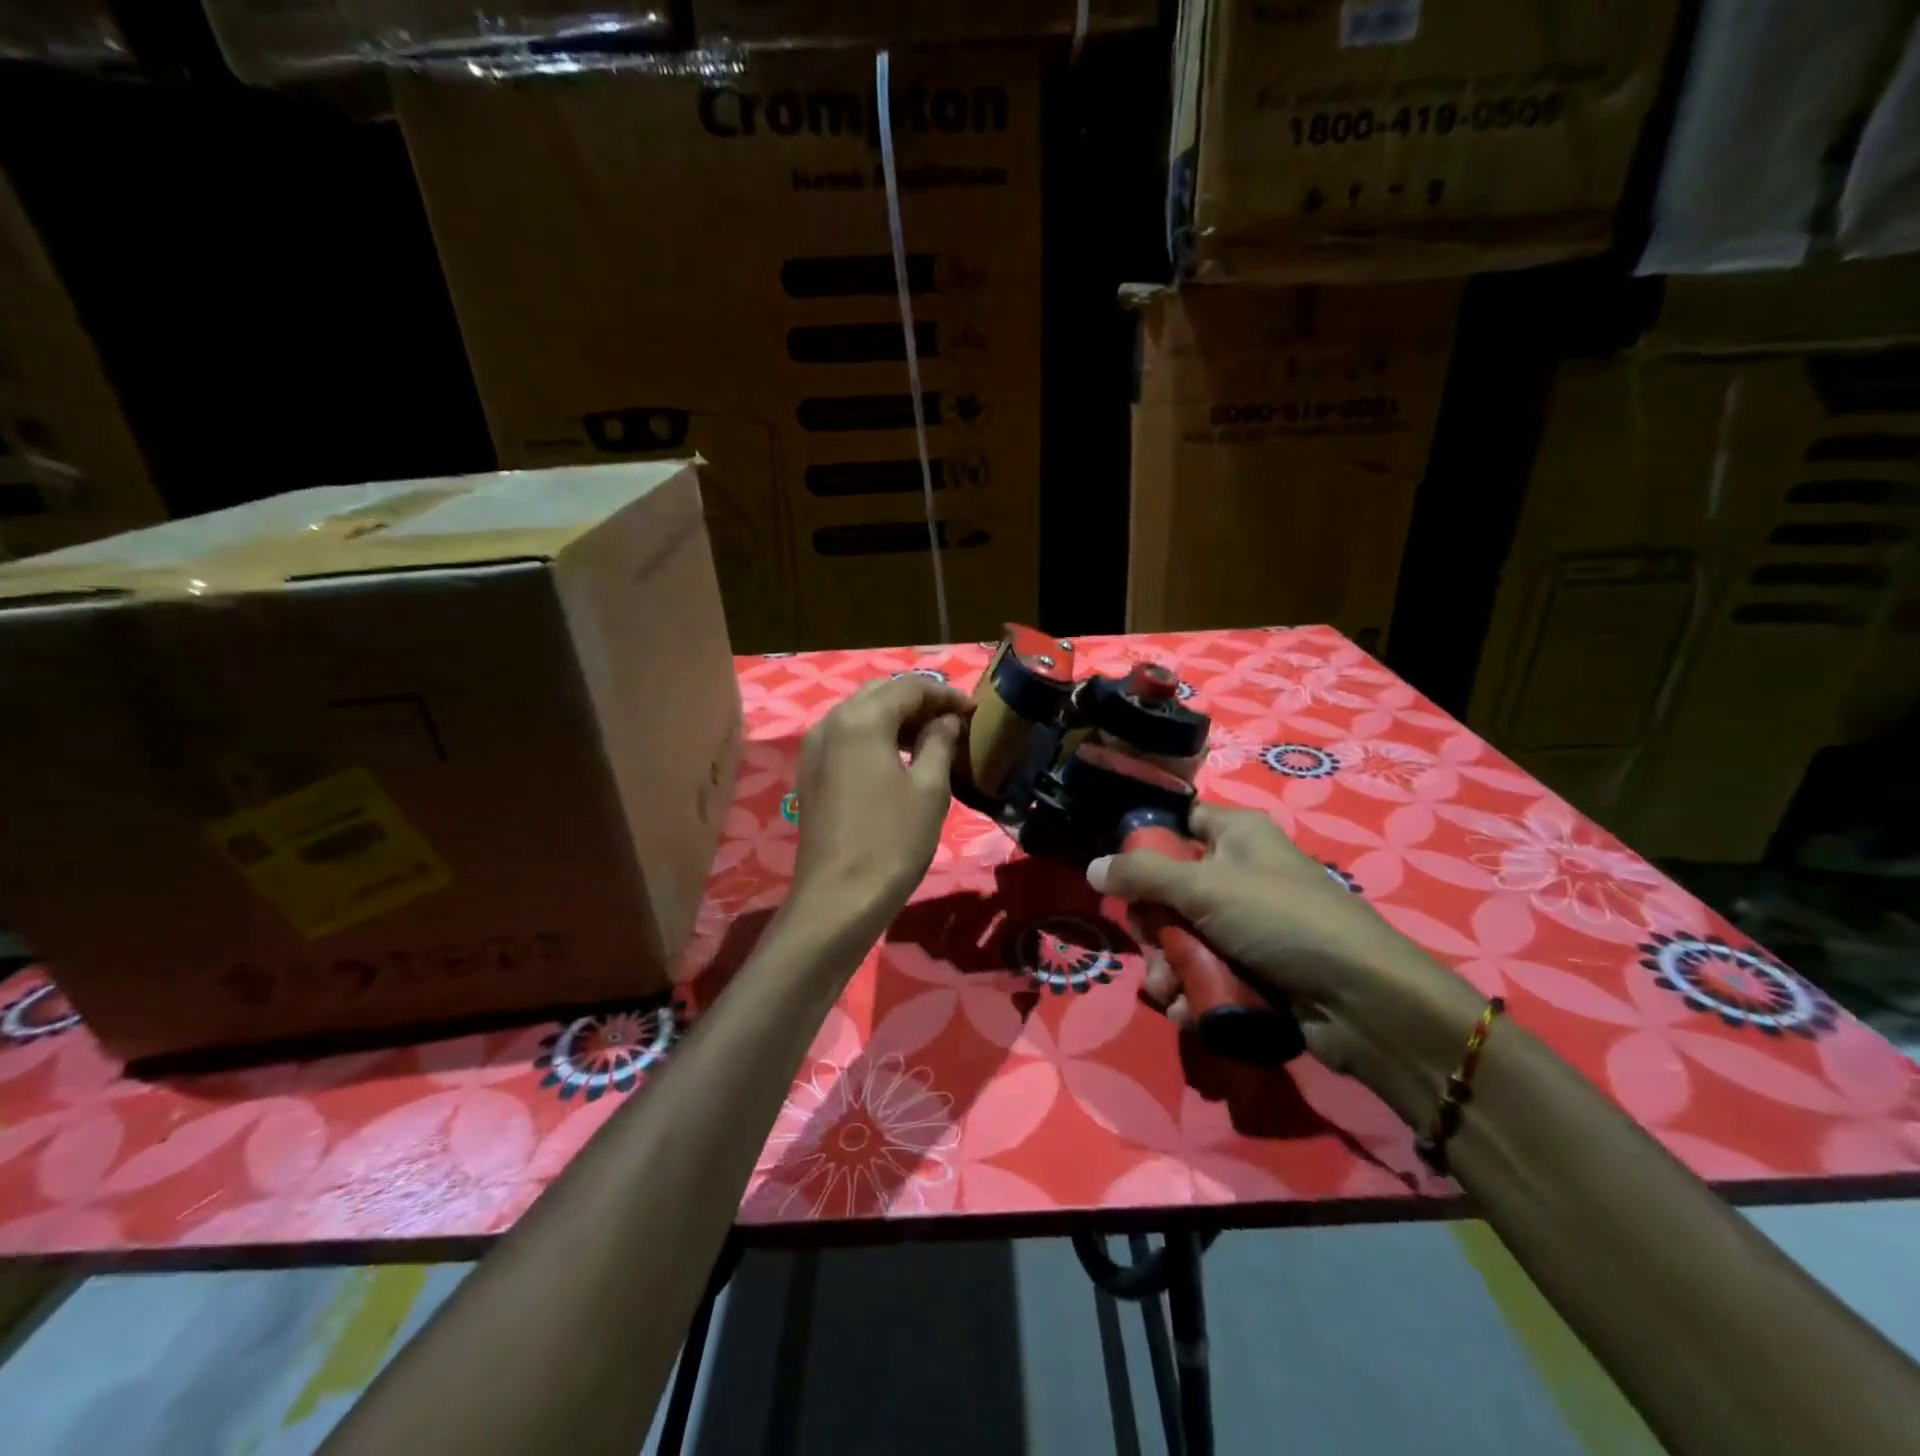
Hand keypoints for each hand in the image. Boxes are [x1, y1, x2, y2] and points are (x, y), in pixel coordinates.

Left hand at [789, 675, 971, 935]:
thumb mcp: (929, 789)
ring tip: (931, 737)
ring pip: (861, 712)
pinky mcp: (811, 771)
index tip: (973, 710)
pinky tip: (898, 757)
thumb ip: (939, 743)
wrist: (838, 898)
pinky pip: (847, 736)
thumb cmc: (892, 841)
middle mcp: (831, 721)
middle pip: (881, 693)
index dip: (945, 694)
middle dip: (919, 700)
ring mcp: (815, 747)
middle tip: (953, 720)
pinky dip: (875, 735)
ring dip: (896, 717)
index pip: (910, 686)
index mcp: (861, 719)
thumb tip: (947, 721)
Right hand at [1090, 806, 1483, 1116]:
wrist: (1364, 1001)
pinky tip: (1190, 1012)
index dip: (1146, 844)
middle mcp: (1240, 873)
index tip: (1122, 876)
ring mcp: (1247, 924)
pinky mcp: (1255, 968)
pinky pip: (1206, 971)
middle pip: (1169, 889)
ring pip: (1183, 937)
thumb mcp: (1204, 886)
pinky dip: (1193, 992)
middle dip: (1153, 929)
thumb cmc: (1281, 920)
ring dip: (1167, 969)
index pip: (1179, 822)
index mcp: (1236, 835)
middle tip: (1152, 950)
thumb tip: (1092, 868)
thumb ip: (1142, 874)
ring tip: (1170, 994)